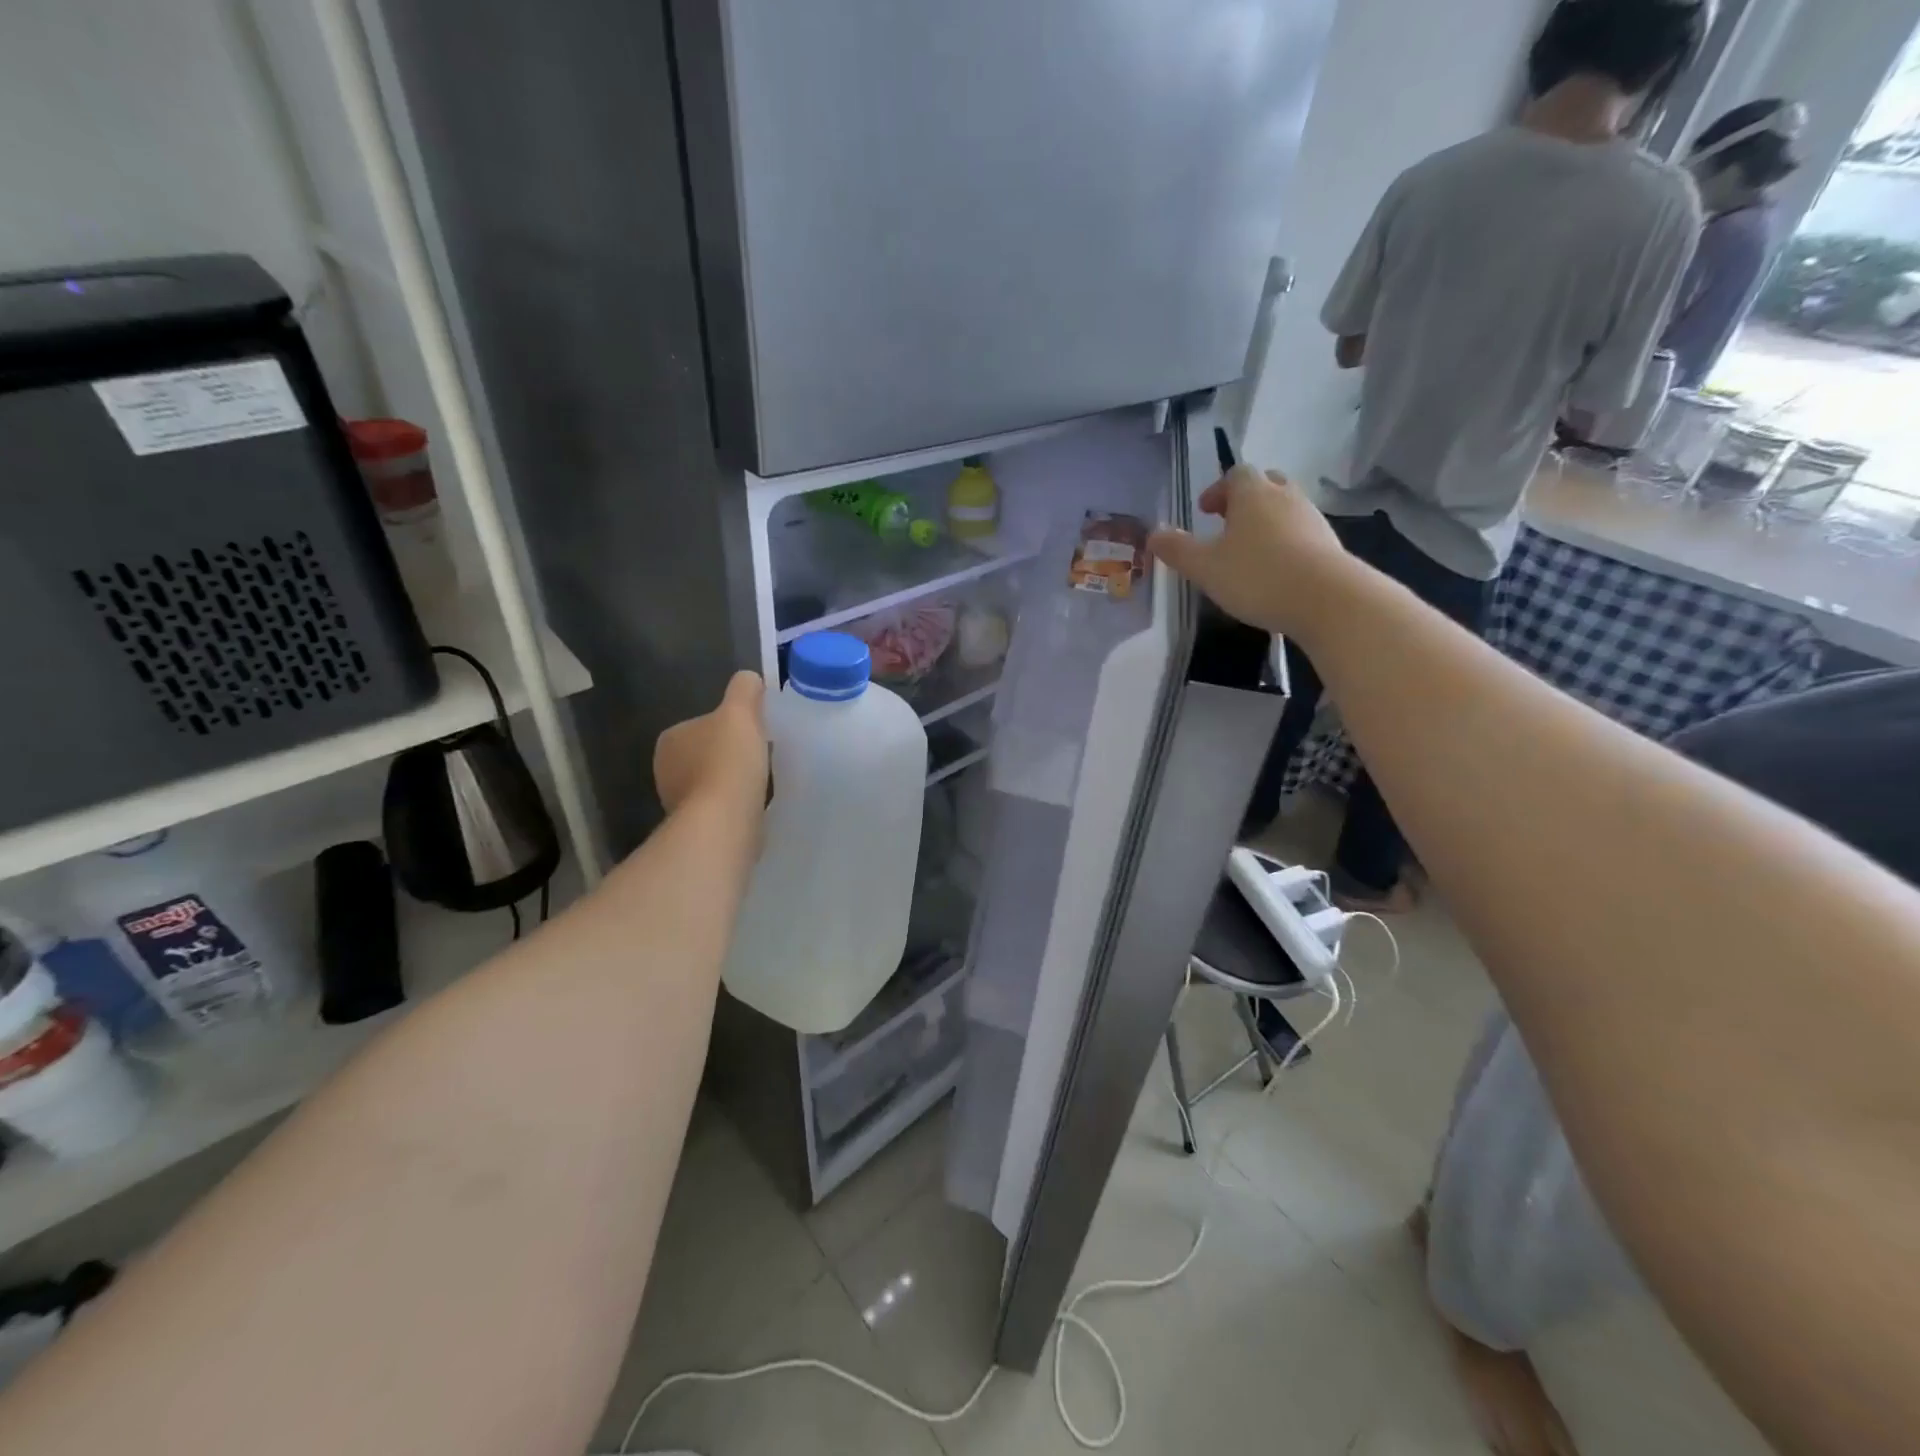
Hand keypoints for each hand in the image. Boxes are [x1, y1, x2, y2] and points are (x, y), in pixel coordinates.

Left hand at [654, 672, 767, 820]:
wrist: (724, 822)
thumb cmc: (729, 762)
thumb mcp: (741, 713)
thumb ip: (744, 690)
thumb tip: (749, 679)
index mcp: (670, 738)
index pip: (702, 724)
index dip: (730, 727)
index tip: (754, 733)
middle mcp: (665, 769)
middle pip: (707, 754)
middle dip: (730, 756)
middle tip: (760, 756)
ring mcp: (677, 802)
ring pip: (712, 782)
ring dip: (732, 782)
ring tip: (760, 783)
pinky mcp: (694, 827)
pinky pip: (718, 808)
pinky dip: (734, 805)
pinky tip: (753, 805)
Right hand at [1147, 466, 1352, 635]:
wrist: (1326, 599)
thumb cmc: (1257, 576)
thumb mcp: (1204, 567)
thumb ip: (1177, 550)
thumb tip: (1153, 534)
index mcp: (1252, 494)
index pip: (1235, 474)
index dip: (1218, 490)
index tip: (1205, 511)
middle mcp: (1285, 496)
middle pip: (1266, 484)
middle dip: (1245, 500)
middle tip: (1228, 523)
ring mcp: (1312, 518)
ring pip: (1286, 507)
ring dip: (1267, 520)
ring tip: (1250, 550)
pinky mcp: (1329, 543)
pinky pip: (1301, 532)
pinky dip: (1286, 541)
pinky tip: (1276, 569)